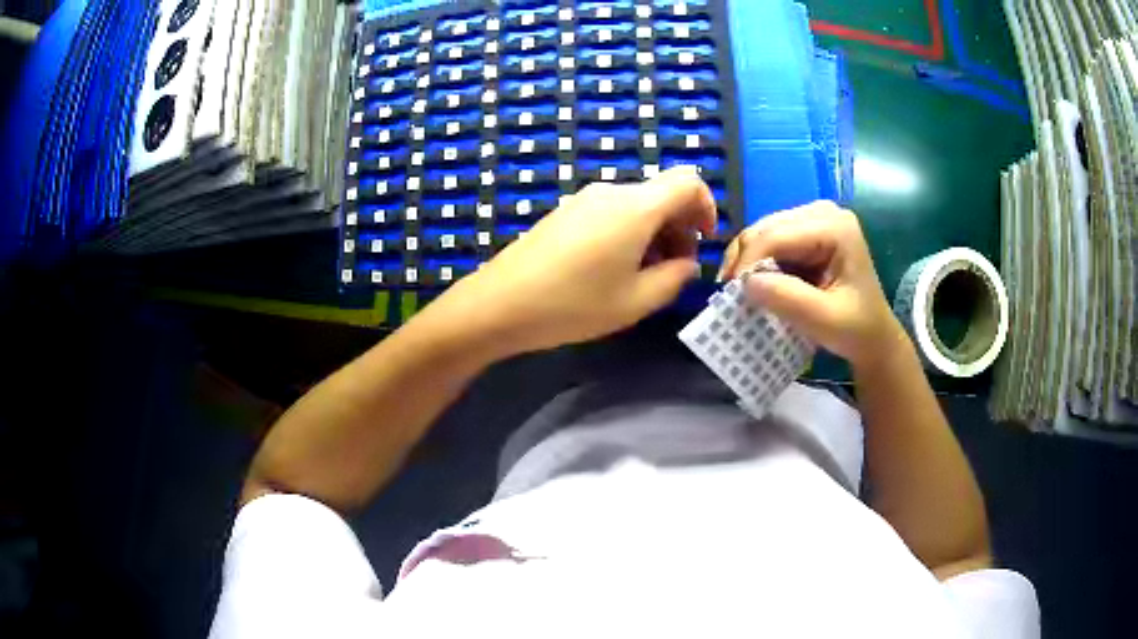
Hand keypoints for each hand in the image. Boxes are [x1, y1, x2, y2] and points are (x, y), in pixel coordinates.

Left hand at [438, 166, 715, 355]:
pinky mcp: (566, 212)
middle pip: (663, 194)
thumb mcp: (636, 301)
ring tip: (643, 276)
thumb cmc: (573, 304)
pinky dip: (628, 233)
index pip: (688, 182)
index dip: (706, 207)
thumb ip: (675, 278)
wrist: (499, 304)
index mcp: (636, 207)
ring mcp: (584, 199)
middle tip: (674, 270)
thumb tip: (687, 263)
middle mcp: (612, 192)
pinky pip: (612, 212)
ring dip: (654, 234)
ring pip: (637, 205)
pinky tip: (612, 269)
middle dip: (680, 228)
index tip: (703, 241)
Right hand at [717, 201, 903, 369]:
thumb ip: (788, 299)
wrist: (873, 337)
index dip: (749, 261)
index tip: (730, 293)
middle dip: (744, 259)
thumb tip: (744, 283)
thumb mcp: (825, 320)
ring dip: (746, 261)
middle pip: (766, 228)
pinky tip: (752, 282)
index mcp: (835, 227)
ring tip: (737, 290)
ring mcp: (814, 220)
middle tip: (729, 293)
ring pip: (763, 233)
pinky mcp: (806, 232)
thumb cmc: (856, 330)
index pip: (778, 235)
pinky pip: (769, 241)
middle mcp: (823, 212)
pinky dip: (756, 262)